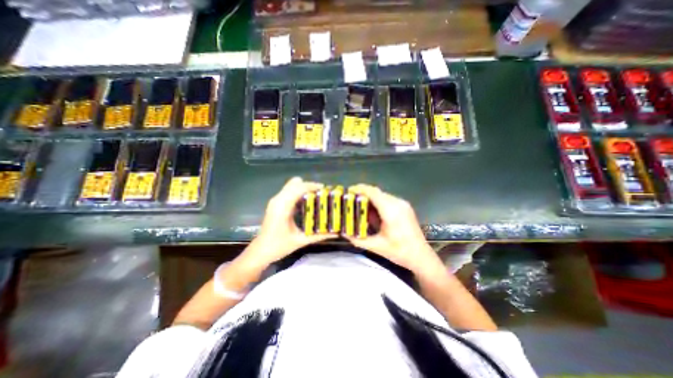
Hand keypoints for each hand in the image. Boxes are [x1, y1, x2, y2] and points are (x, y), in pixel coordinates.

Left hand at [241, 177, 335, 267]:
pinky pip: (288, 191)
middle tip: (321, 193)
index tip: (325, 189)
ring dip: (304, 188)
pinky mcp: (275, 203)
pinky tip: (307, 201)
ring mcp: (275, 200)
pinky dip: (298, 192)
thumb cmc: (279, 246)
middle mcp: (278, 200)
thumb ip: (319, 236)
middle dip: (309, 185)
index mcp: (283, 207)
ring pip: (291, 185)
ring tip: (316, 196)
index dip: (312, 186)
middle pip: (295, 183)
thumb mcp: (301, 241)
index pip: (298, 188)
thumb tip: (336, 232)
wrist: (260, 251)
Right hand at [344, 184, 445, 276]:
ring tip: (359, 207)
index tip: (348, 191)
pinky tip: (372, 212)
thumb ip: (358, 239)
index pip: (373, 193)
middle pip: (376, 192)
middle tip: (350, 200)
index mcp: (391, 211)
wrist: (421, 256)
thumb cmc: (400, 252)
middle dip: (362, 194)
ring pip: (382, 195)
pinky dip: (377, 202)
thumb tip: (343, 233)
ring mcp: (403, 204)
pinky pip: (387, 199)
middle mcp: (398, 203)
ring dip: (370, 198)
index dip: (359, 189)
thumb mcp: (376, 246)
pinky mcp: (404, 207)